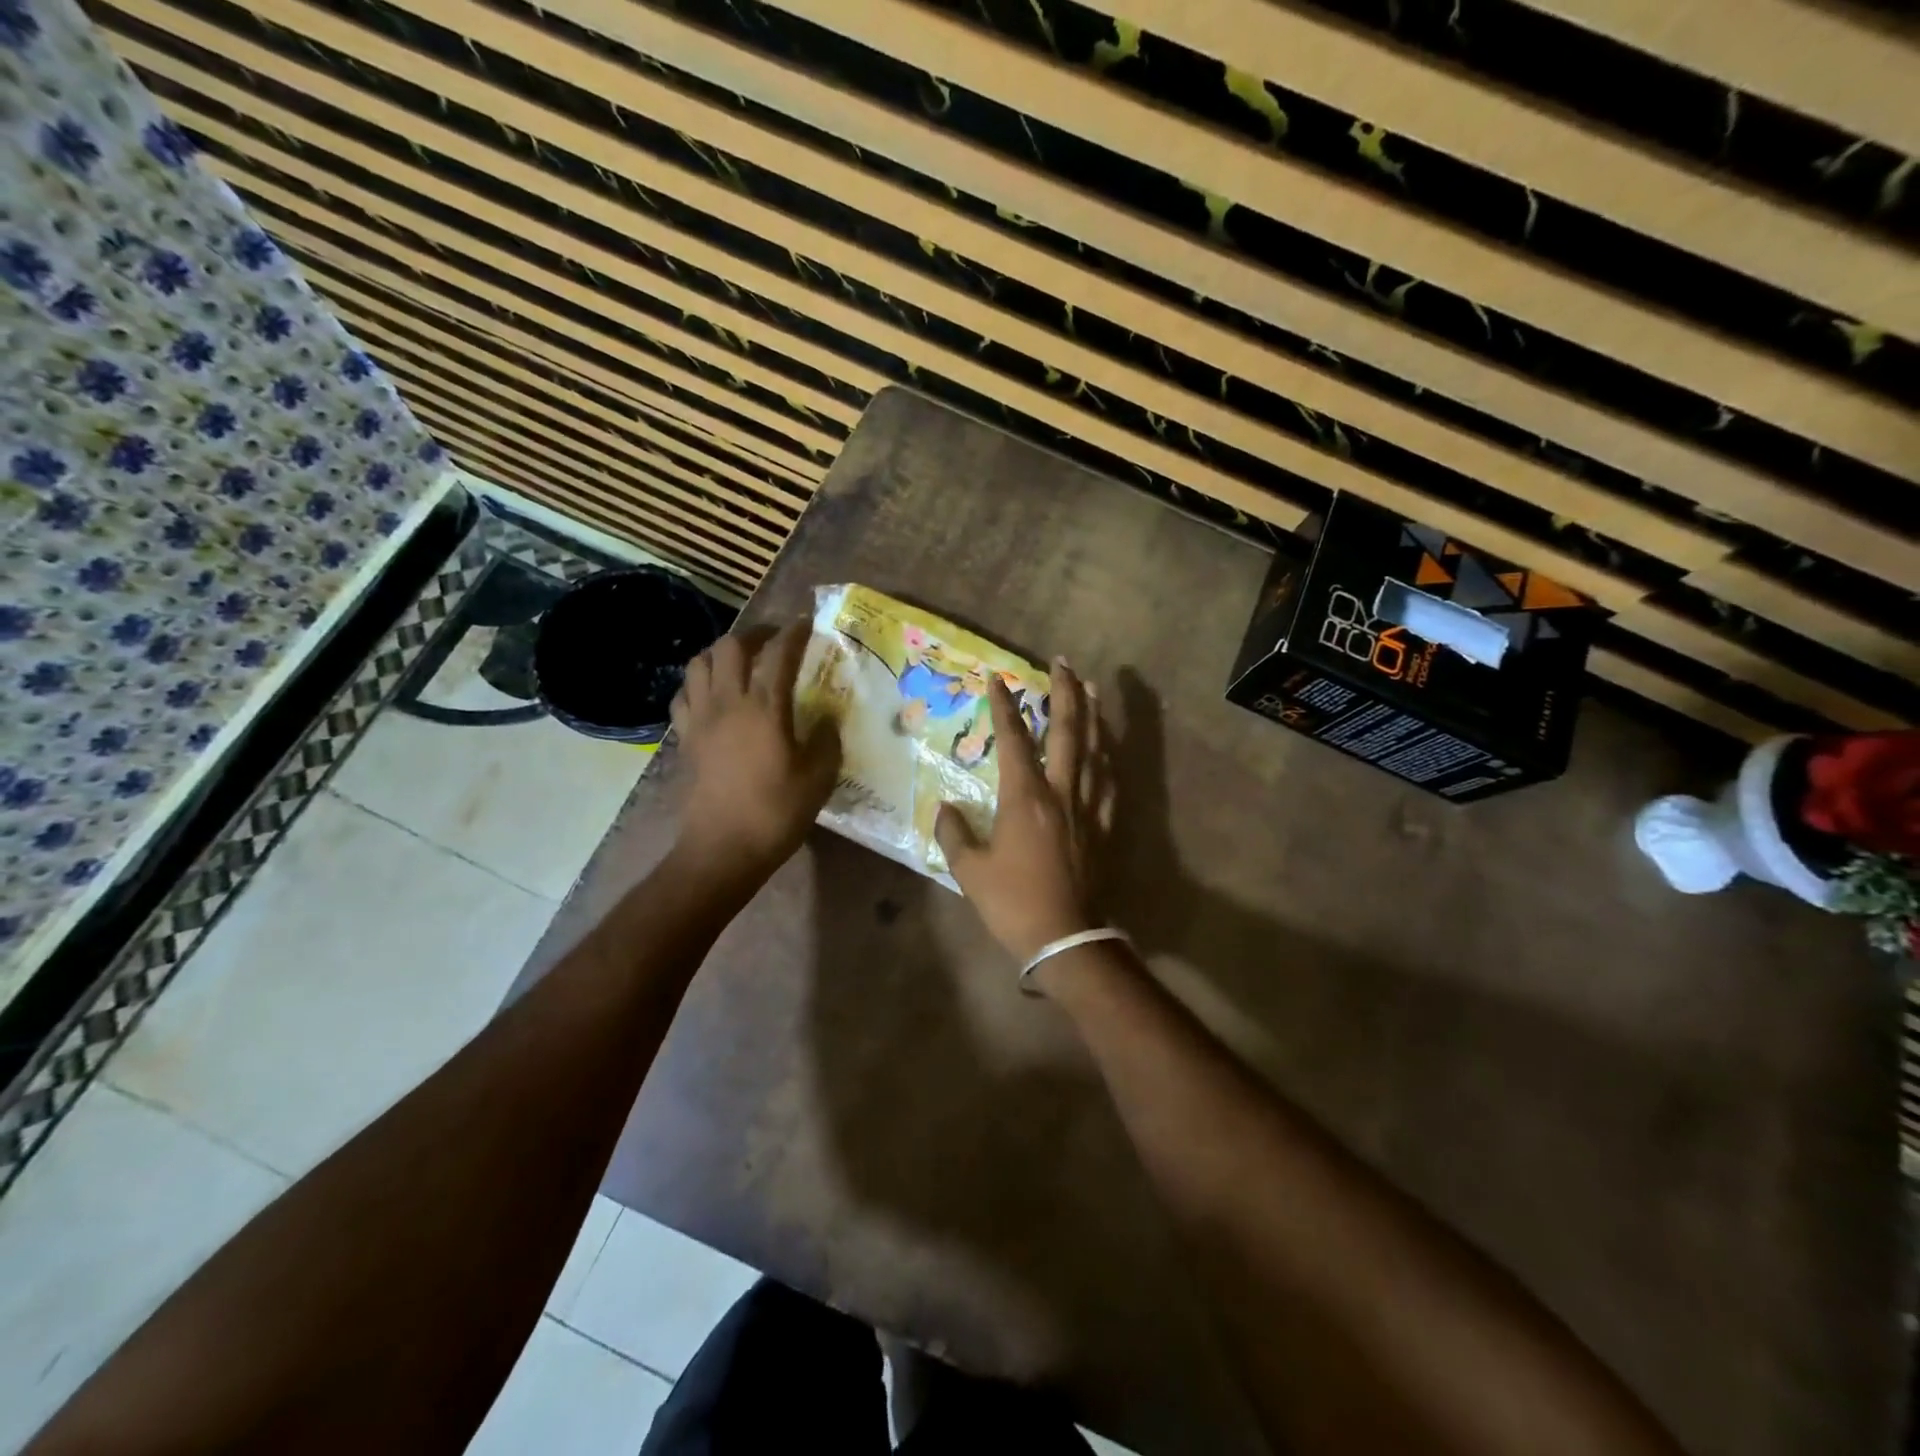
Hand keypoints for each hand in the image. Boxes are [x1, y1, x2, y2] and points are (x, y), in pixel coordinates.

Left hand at [670, 620, 839, 877]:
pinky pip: (683, 696)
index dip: (794, 632)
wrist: (722, 849)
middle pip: (730, 646)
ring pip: (698, 663)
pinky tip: (711, 695)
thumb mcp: (818, 779)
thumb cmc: (776, 813)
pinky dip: (697, 684)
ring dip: (720, 653)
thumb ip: (827, 741)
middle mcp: (728, 703)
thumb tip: (827, 721)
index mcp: (765, 709)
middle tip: (773, 640)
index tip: (806, 622)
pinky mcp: (684, 738)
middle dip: (754, 634)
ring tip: (740, 662)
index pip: (779, 654)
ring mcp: (700, 719)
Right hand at [936, 659, 1111, 966]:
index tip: (997, 678)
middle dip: (1064, 693)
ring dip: (1092, 715)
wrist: (1065, 937)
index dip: (1004, 706)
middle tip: (1062, 663)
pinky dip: (1107, 757)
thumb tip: (945, 808)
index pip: (1014, 739)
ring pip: (1095, 750)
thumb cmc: (1013, 903)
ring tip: (1091, 688)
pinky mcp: (1104, 827)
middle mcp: (1061, 792)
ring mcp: (1088, 808)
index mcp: (1025, 798)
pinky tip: (1106, 747)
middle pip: (1067, 731)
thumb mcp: (970, 871)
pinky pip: (1110, 782)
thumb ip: (954, 834)